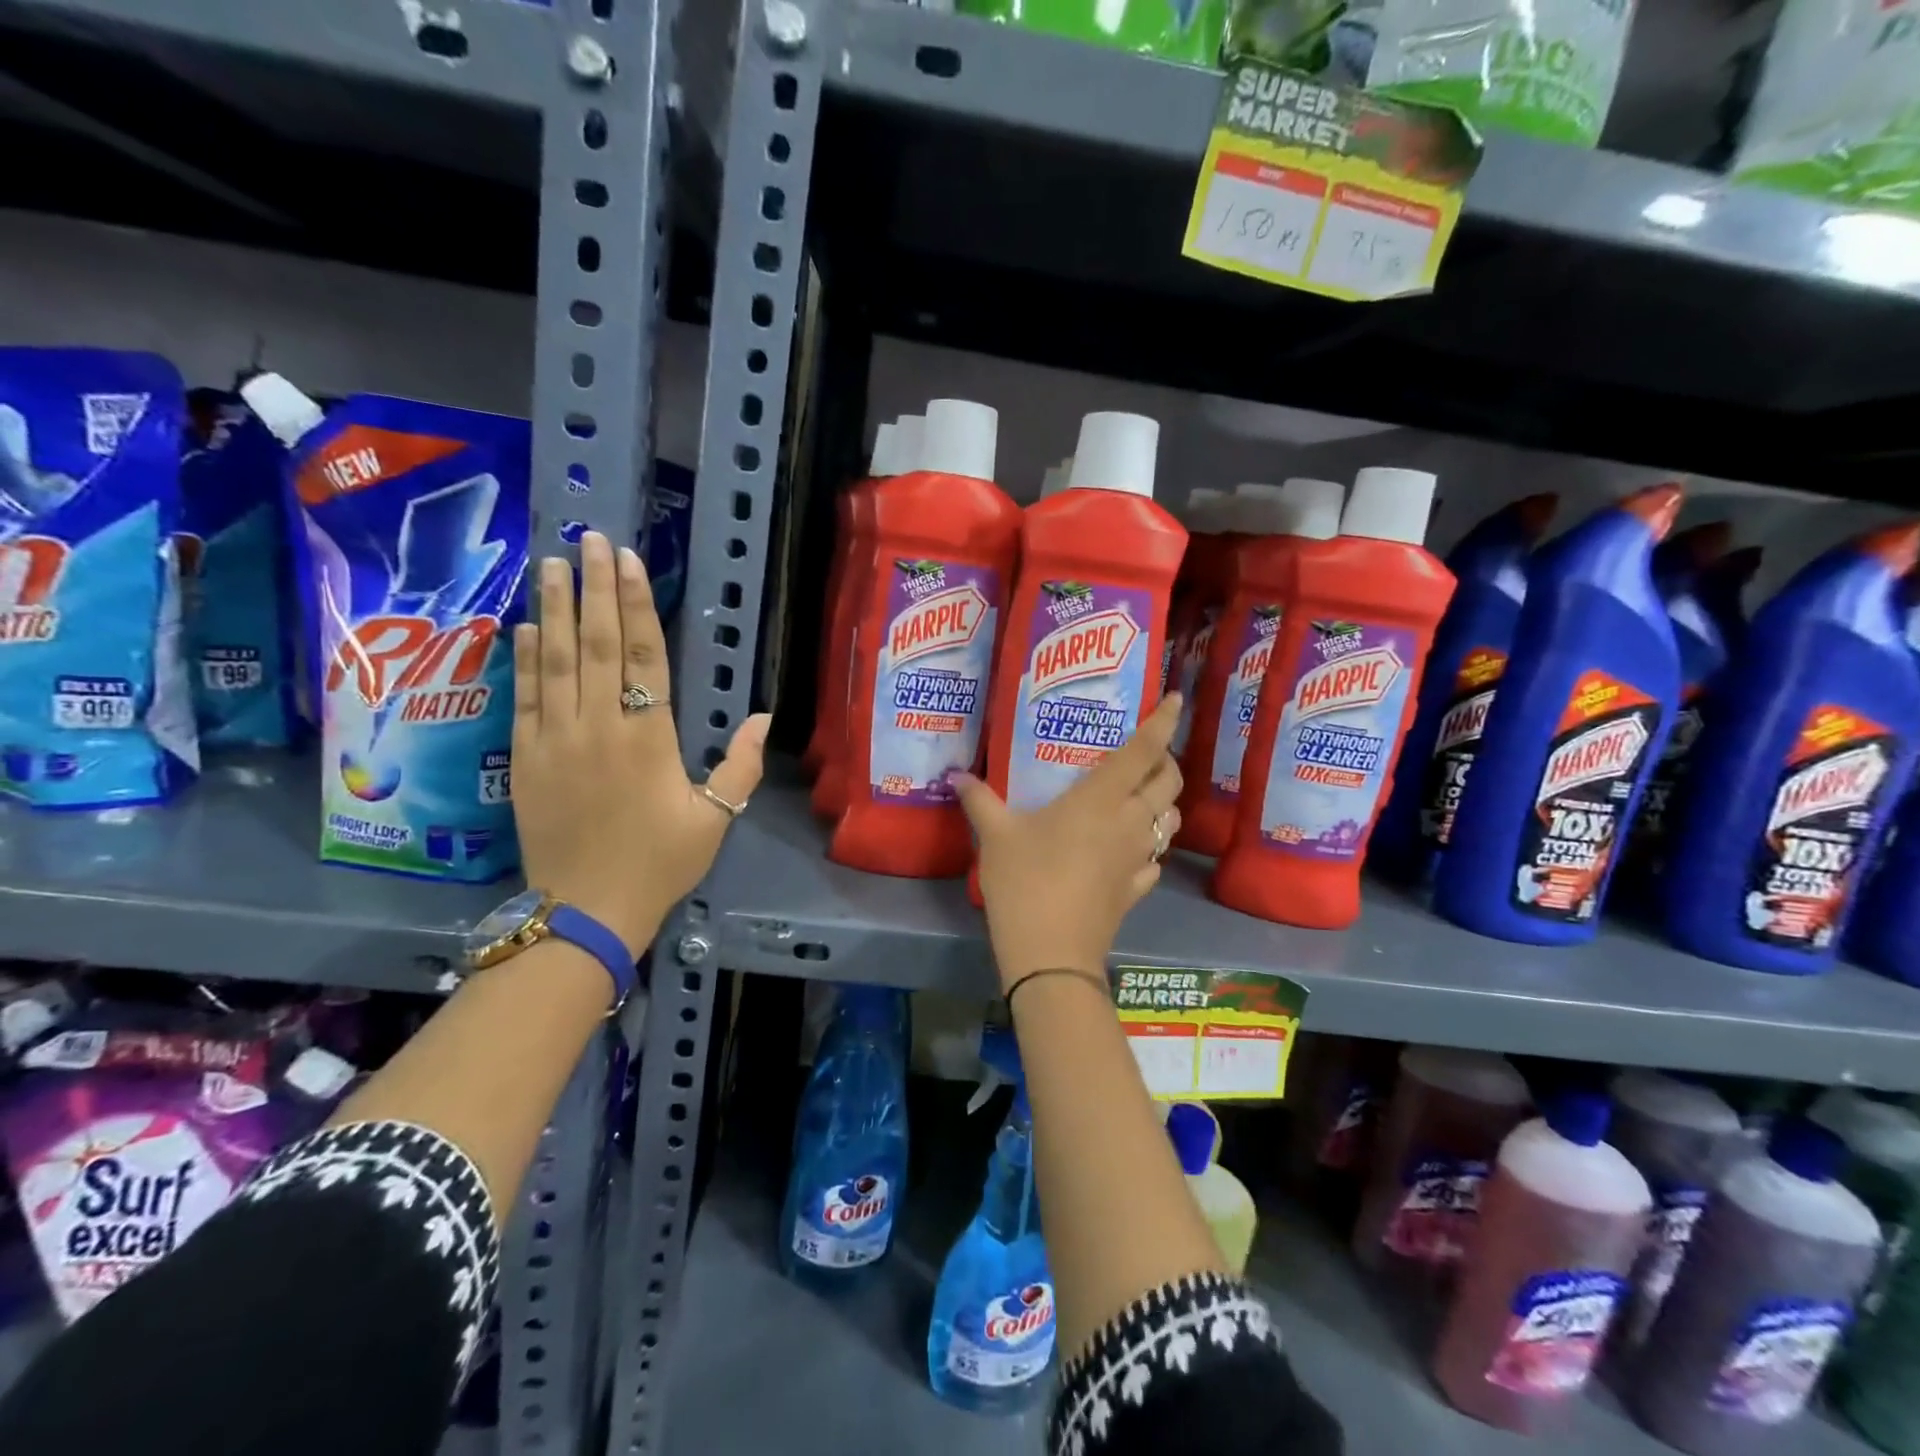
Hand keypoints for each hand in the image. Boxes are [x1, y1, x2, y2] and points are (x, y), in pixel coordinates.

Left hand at [510, 532, 768, 956]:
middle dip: (593, 588)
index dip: (635, 605)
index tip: (630, 562)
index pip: (642, 656)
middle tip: (590, 540)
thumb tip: (765, 717)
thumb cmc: (659, 862)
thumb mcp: (714, 819)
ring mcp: (555, 739)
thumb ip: (741, 766)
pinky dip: (524, 657)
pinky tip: (524, 625)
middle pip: (594, 644)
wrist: (585, 910)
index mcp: (648, 738)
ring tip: (552, 563)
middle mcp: (599, 726)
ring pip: (554, 660)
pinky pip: (525, 696)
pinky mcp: (525, 757)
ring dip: (553, 608)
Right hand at [954, 694, 1183, 991]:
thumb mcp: (996, 836)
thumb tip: (956, 774)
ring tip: (1141, 796)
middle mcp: (1131, 821)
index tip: (1176, 699)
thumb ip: (980, 800)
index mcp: (1102, 798)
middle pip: (1169, 782)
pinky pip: (1155, 858)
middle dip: (1166, 761)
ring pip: (1170, 819)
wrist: (1051, 953)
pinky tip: (1129, 849)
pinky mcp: (1137, 889)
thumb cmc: (1025, 882)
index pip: (1144, 750)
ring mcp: (1139, 857)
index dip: (1163, 722)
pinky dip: (1150, 845)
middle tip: (1146, 753)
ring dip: (1163, 802)